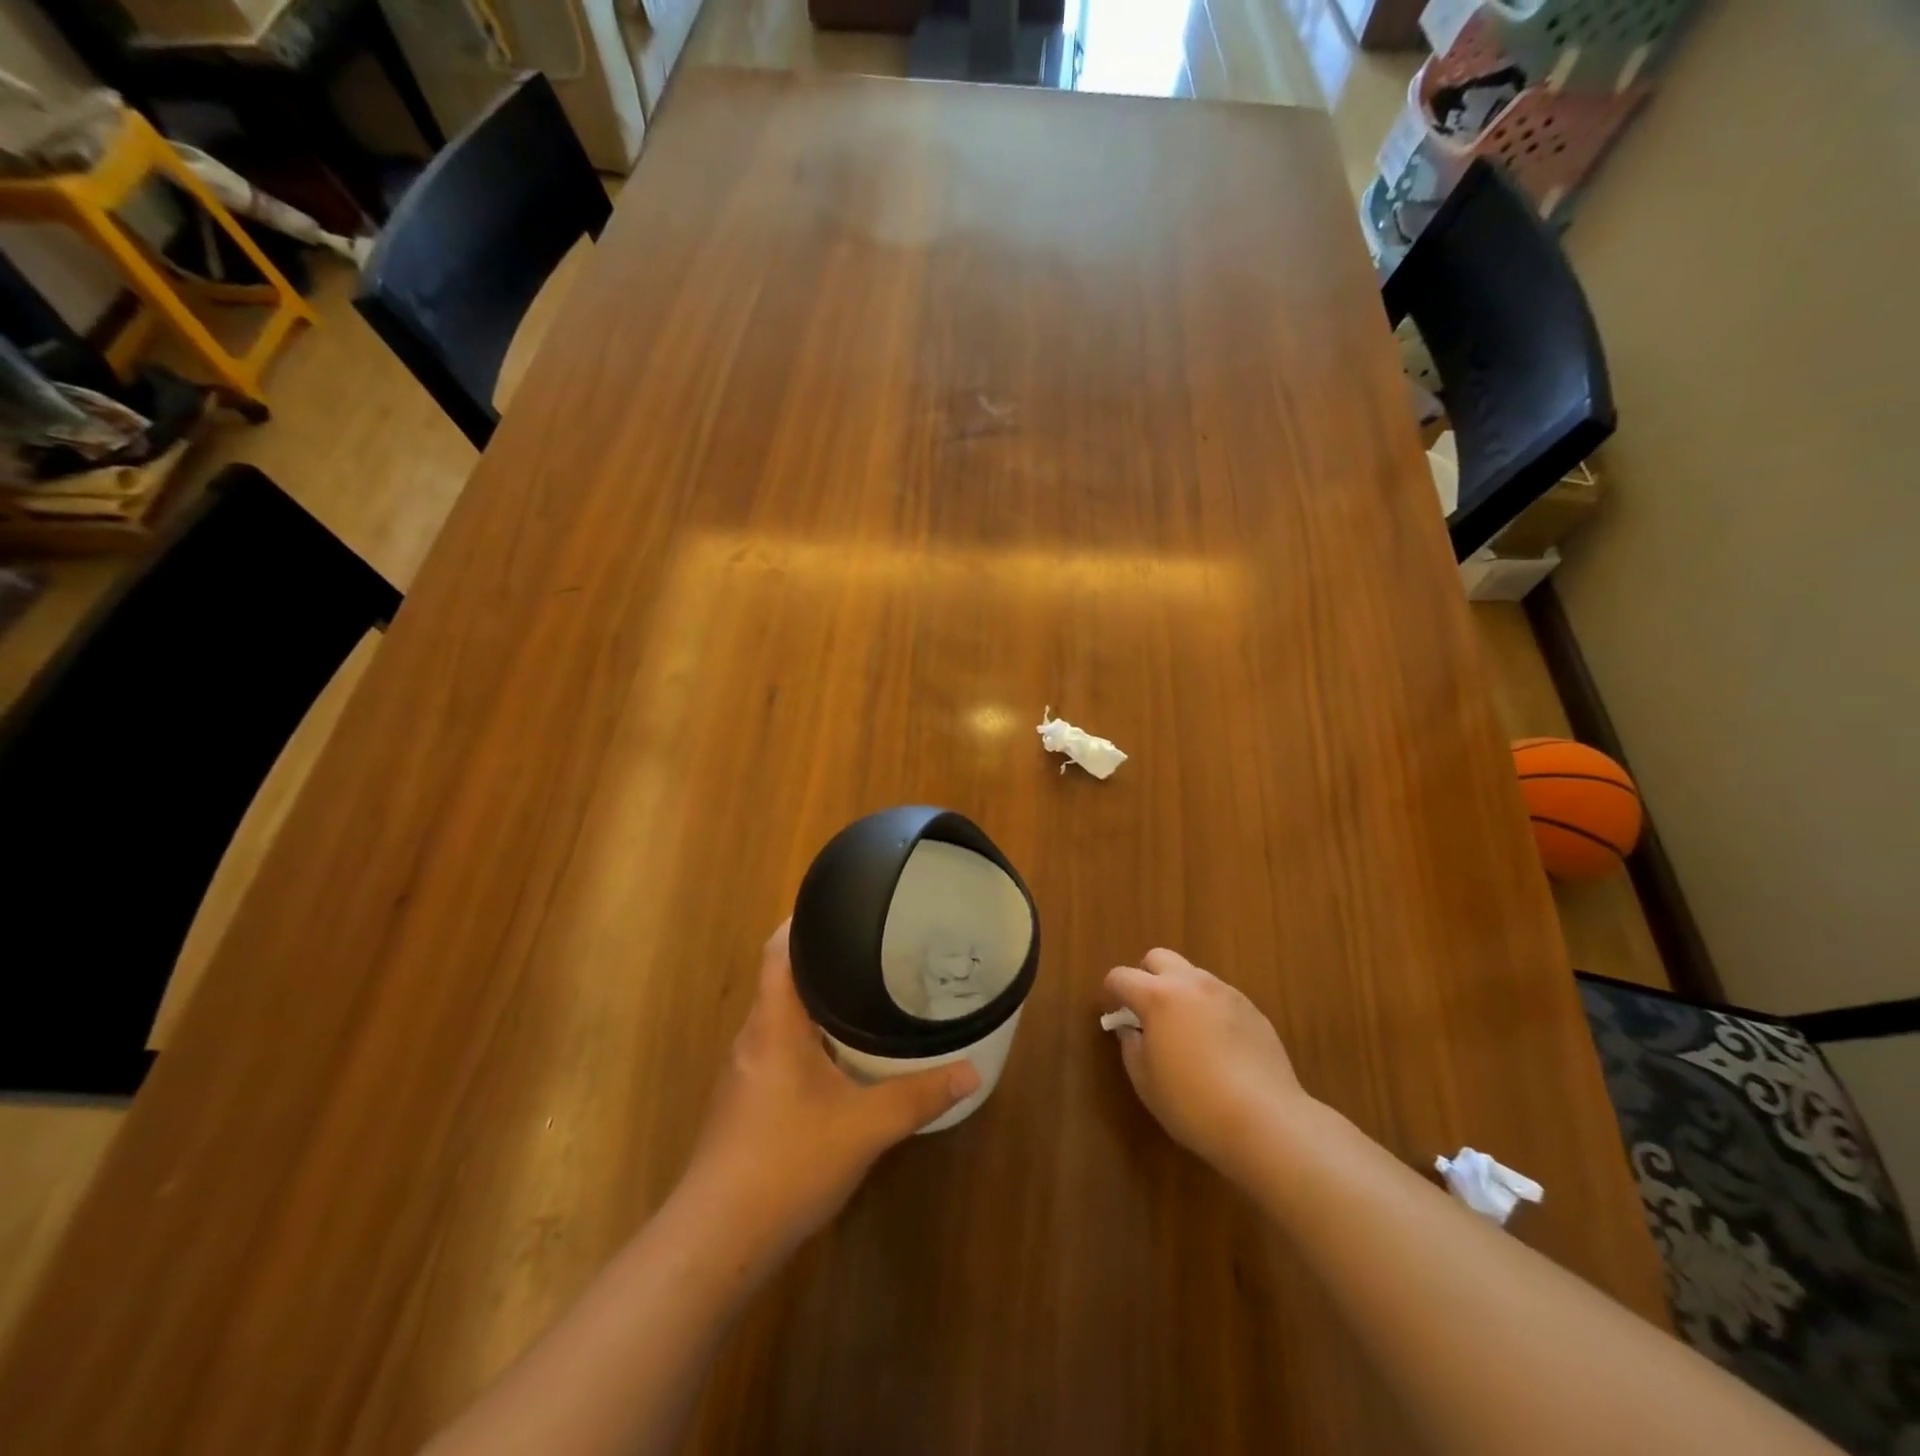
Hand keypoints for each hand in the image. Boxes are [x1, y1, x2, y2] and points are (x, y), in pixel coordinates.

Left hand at [678, 921, 980, 1266]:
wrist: (716, 1241)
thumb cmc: (787, 1162)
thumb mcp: (865, 1127)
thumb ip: (918, 1096)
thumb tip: (972, 1071)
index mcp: (774, 1024)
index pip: (778, 951)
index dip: (801, 921)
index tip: (837, 905)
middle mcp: (753, 1038)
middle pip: (780, 980)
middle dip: (820, 960)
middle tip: (869, 948)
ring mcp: (743, 1073)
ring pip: (779, 1018)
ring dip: (814, 1001)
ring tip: (861, 993)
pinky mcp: (743, 1103)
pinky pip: (777, 1049)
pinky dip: (807, 1037)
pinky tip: (837, 1057)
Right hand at [1104, 948, 1307, 1184]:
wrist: (1266, 1121)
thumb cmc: (1194, 1104)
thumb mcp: (1146, 1082)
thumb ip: (1131, 1046)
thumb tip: (1131, 1030)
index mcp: (1158, 996)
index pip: (1121, 977)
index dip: (1111, 992)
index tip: (1114, 1014)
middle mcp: (1191, 983)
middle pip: (1158, 958)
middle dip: (1146, 977)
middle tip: (1147, 1012)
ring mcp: (1226, 993)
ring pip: (1192, 975)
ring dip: (1179, 991)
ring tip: (1184, 1030)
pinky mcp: (1252, 1010)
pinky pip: (1220, 996)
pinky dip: (1208, 1008)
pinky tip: (1216, 1045)